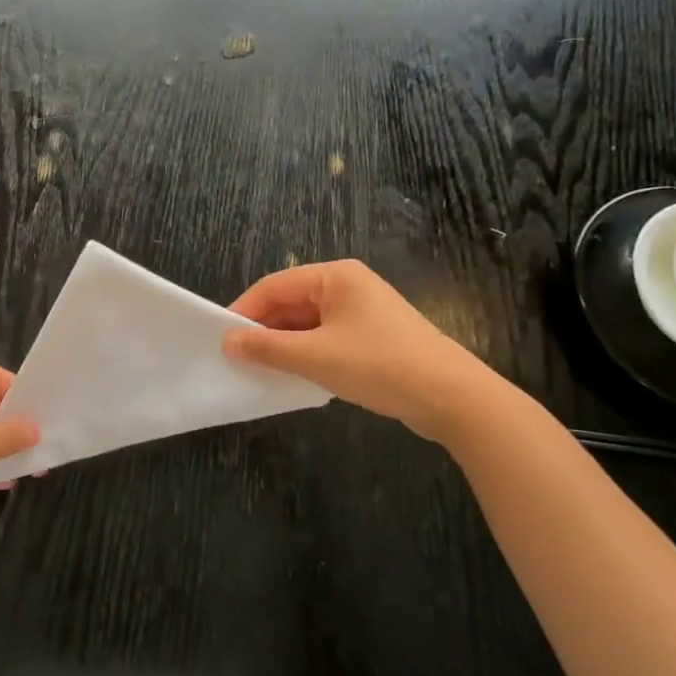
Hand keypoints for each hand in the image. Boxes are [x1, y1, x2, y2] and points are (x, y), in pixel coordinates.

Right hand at [222, 260, 504, 443]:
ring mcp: (364, 311)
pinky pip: (327, 337)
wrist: (454, 399)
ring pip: (309, 322)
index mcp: (335, 277)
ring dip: (284, 344)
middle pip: (291, 302)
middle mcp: (349, 285)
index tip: (220, 337)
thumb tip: (228, 342)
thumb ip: (267, 348)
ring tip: (260, 369)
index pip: (275, 286)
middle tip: (237, 357)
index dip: (244, 310)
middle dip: (264, 329)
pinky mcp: (374, 337)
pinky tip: (295, 375)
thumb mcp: (315, 357)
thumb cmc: (380, 366)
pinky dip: (307, 353)